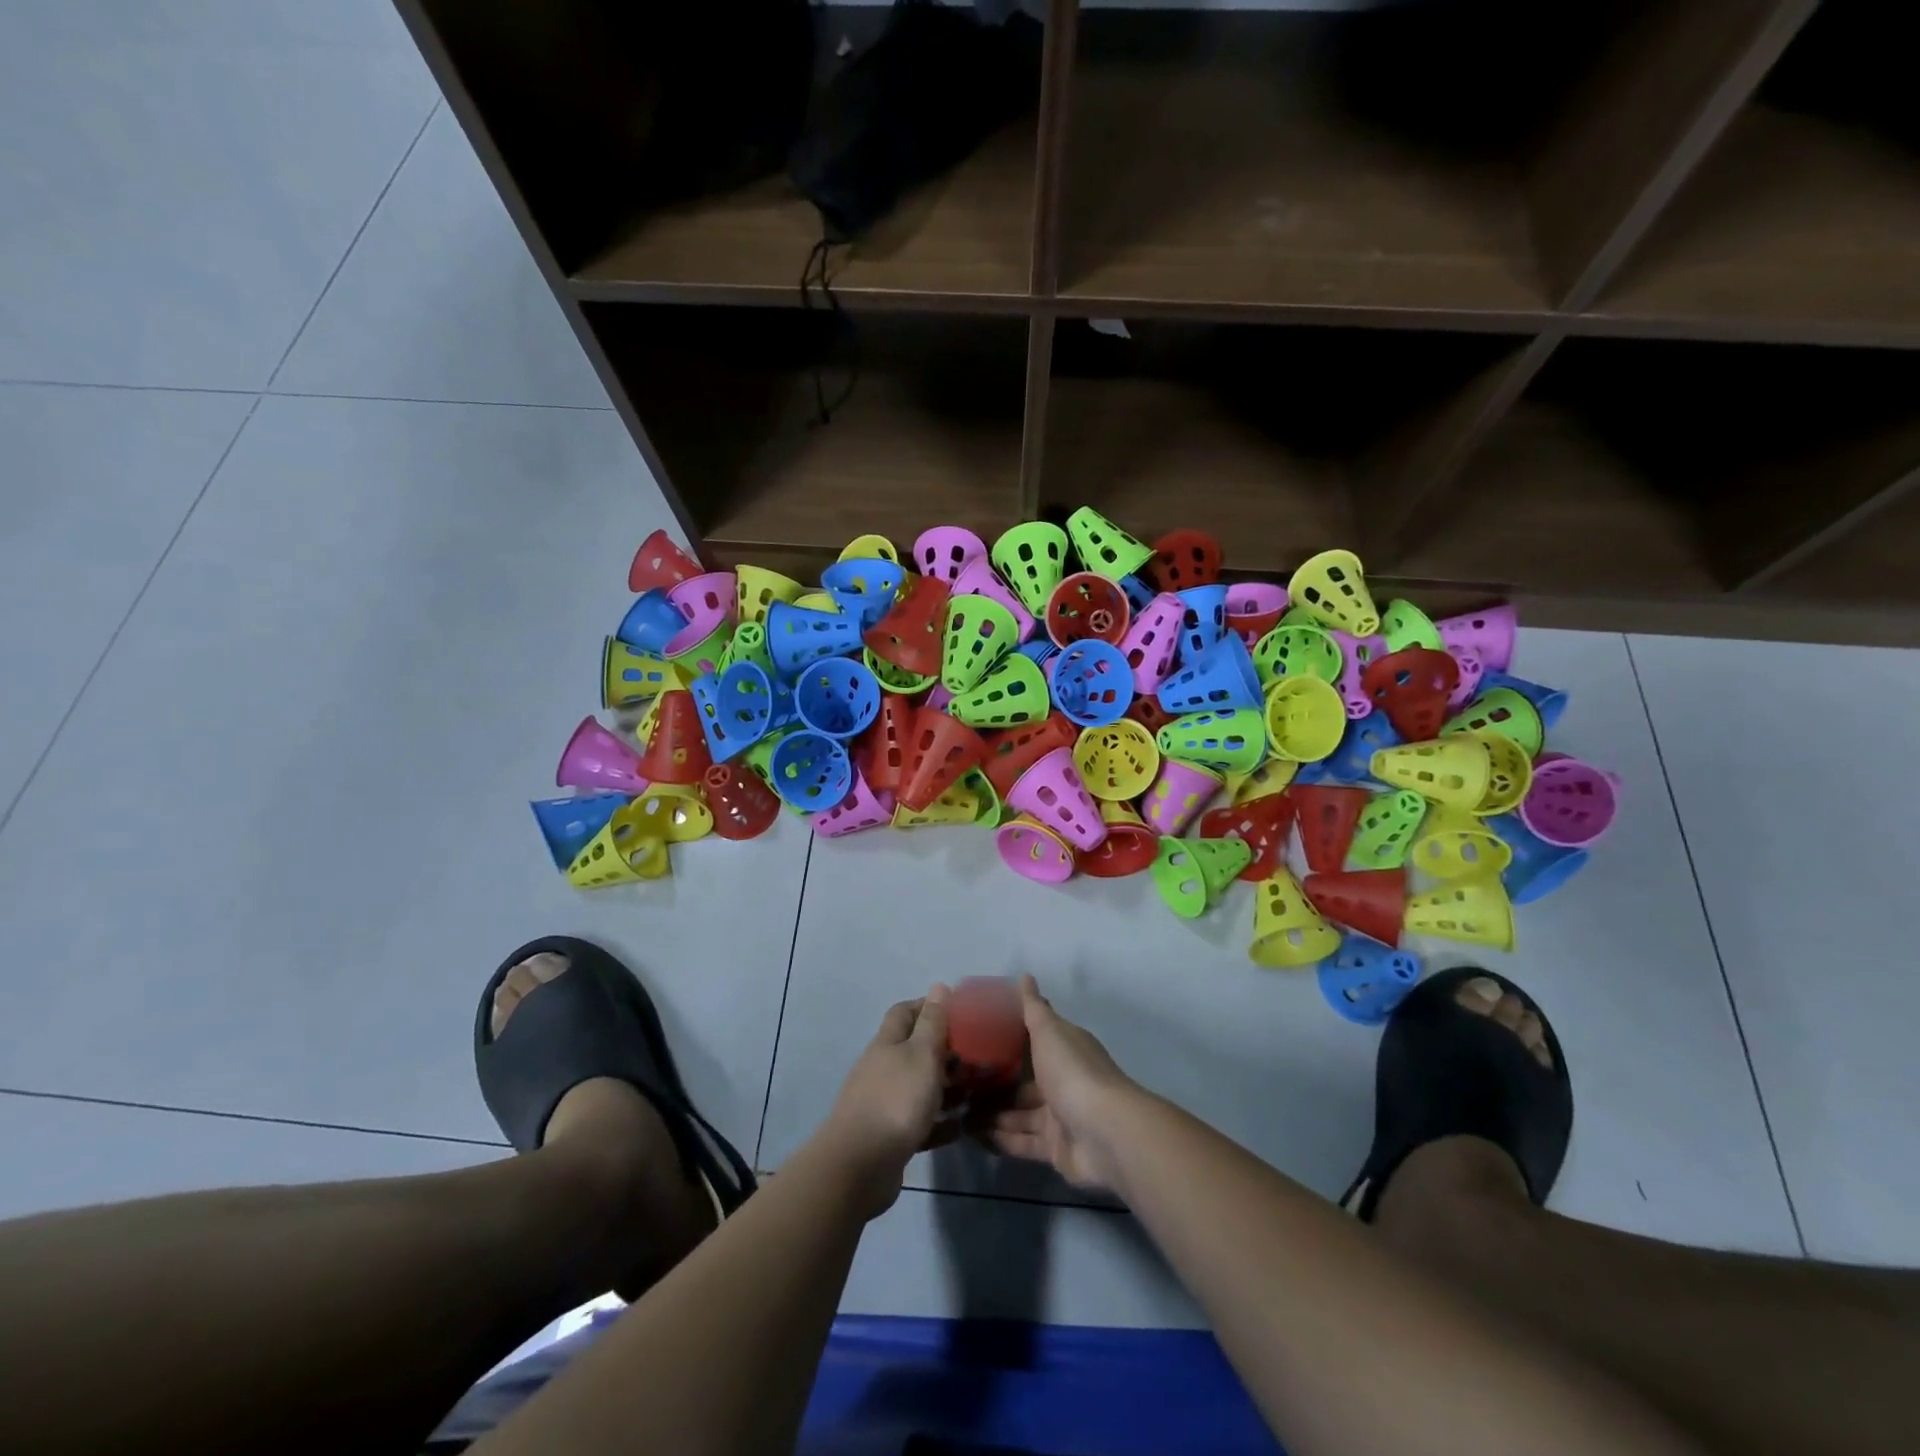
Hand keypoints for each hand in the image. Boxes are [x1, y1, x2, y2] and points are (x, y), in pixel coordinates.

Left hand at [815, 985, 956, 1217]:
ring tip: (976, 1093)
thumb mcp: (922, 1054)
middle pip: (914, 1051)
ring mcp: (883, 1103)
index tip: (958, 1012)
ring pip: (920, 1087)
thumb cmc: (896, 1100)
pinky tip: (960, 1128)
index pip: (905, 1012)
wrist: (859, 1166)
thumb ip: (933, 1023)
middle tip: (977, 1059)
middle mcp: (883, 1068)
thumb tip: (939, 986)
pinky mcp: (889, 1136)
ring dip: (946, 1089)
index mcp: (888, 1044)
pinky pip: (920, 1123)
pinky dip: (940, 1123)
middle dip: (945, 1052)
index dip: (928, 1007)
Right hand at [973, 976, 1139, 1192]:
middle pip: (1022, 1081)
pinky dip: (1000, 1138)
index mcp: (1064, 1049)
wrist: (1105, 1133)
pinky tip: (970, 1135)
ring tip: (956, 1111)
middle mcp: (1062, 1080)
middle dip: (992, 1083)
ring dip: (990, 1113)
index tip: (974, 1038)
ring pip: (1018, 1113)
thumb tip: (1025, 976)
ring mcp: (1059, 1116)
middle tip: (956, 1082)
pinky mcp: (1055, 1149)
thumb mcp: (1049, 1032)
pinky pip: (1021, 1141)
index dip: (1006, 1039)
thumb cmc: (1073, 1073)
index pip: (1033, 1040)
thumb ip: (1033, 1008)